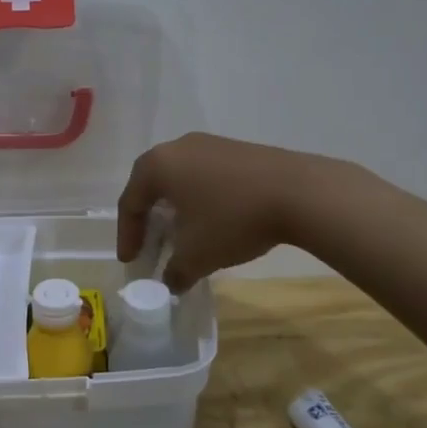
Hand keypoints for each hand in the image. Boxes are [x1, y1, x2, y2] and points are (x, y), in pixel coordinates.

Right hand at [116, 133, 329, 291]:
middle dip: (149, 220)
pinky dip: (200, 200)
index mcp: (158, 165)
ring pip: (180, 179)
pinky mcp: (237, 150)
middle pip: (152, 185)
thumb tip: (171, 282)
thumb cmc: (233, 220)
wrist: (299, 192)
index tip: (131, 262)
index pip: (130, 202)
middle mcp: (179, 147)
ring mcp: (210, 144)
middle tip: (151, 246)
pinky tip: (213, 221)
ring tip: (182, 236)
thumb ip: (175, 272)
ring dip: (176, 209)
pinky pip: (205, 176)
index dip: (127, 236)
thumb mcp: (197, 255)